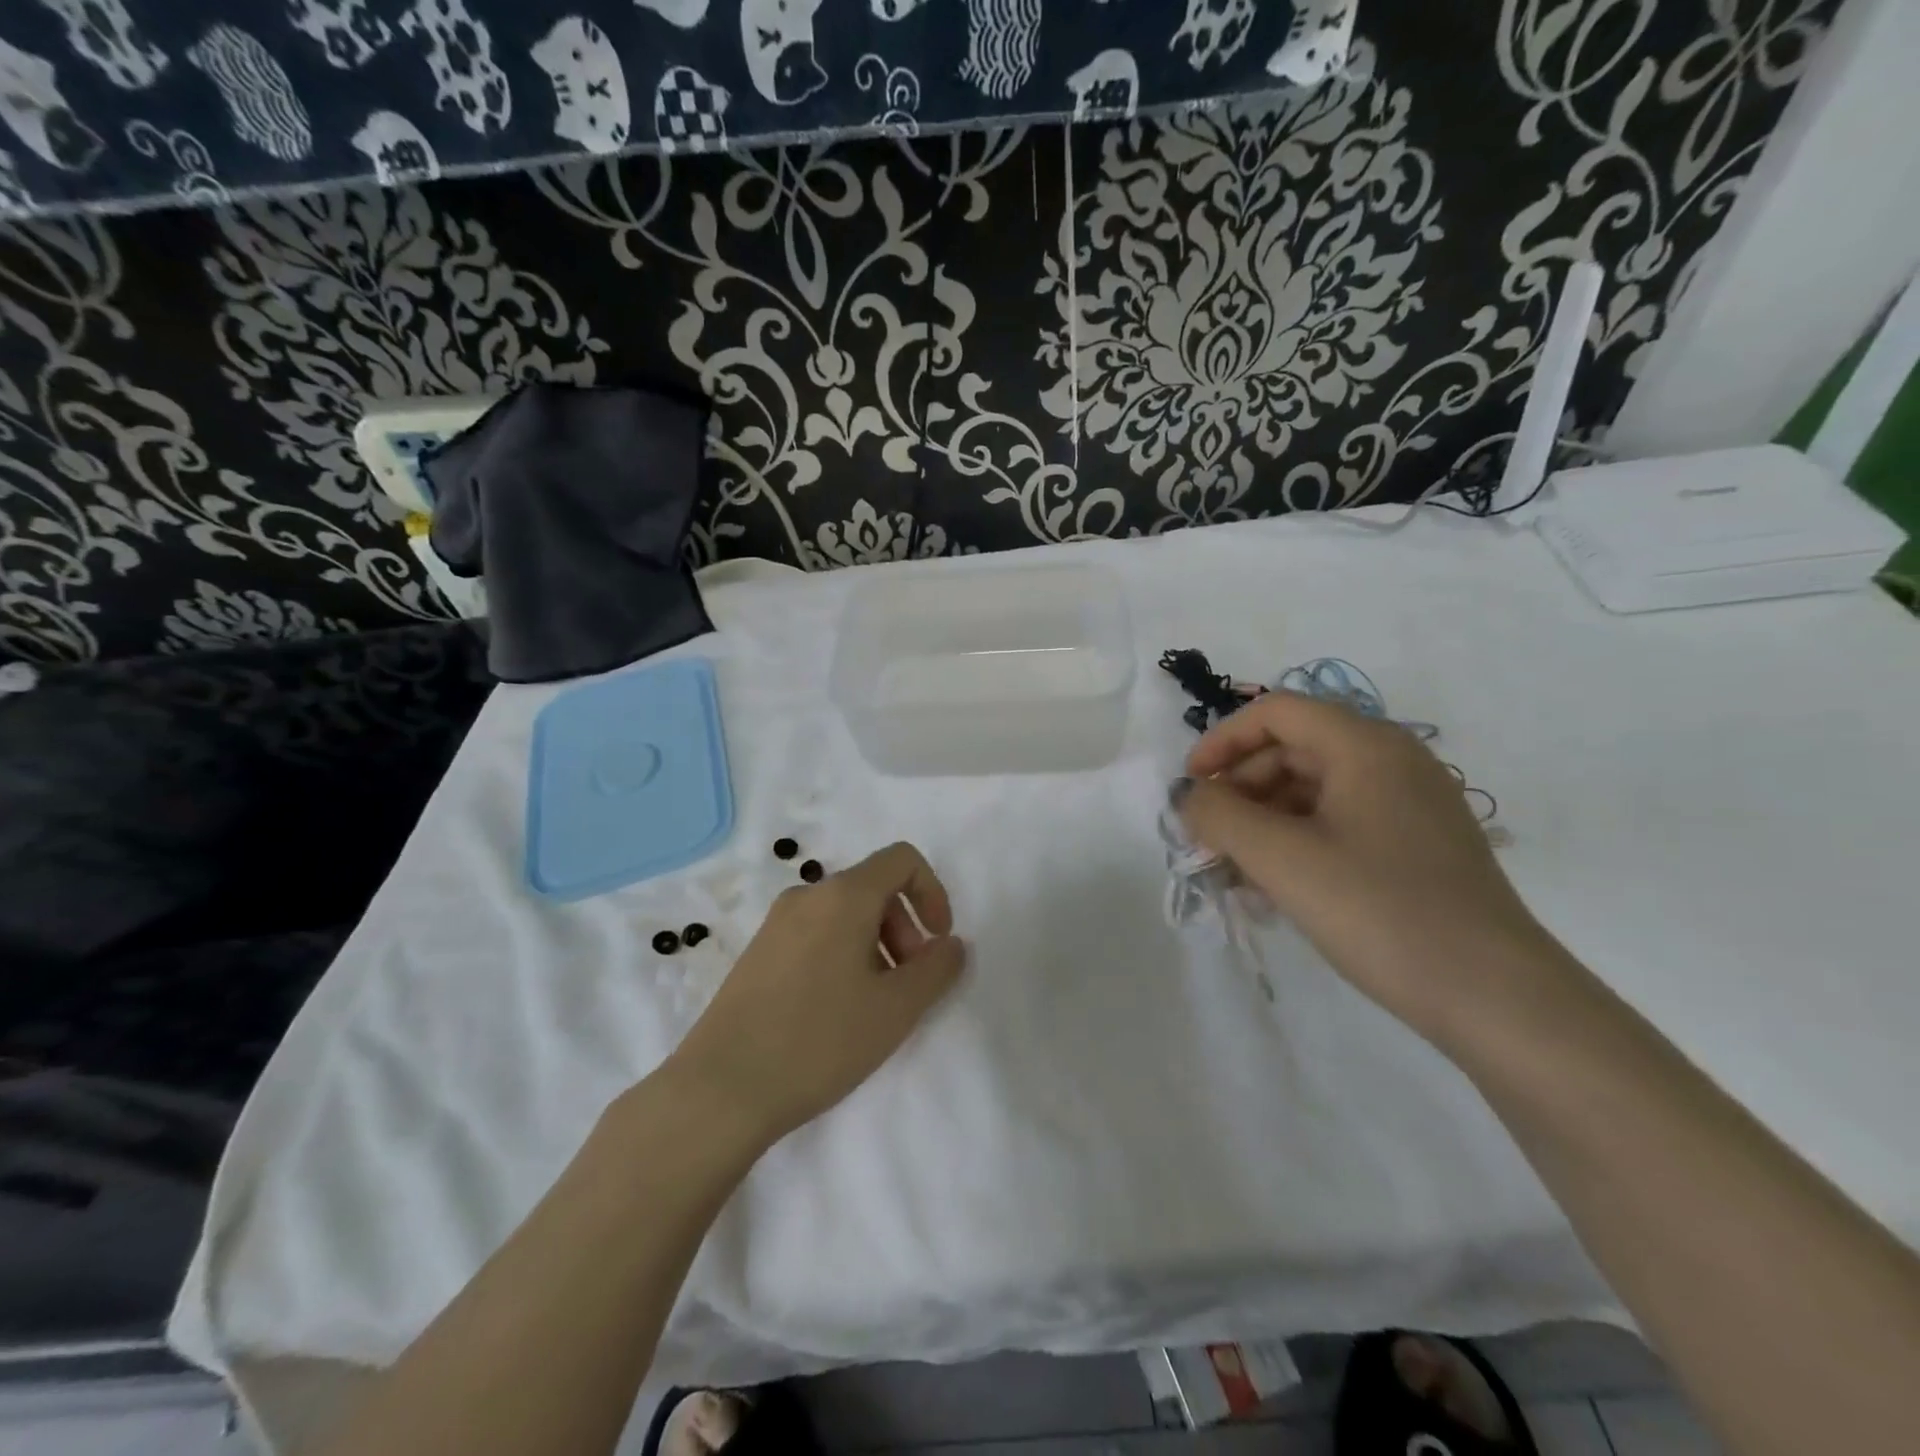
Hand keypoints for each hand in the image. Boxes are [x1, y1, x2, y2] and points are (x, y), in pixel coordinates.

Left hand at [666, 842, 965, 1146]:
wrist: (720, 1089)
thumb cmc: (819, 1040)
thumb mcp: (896, 1008)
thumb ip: (937, 969)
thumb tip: (950, 944)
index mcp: (843, 896)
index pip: (902, 859)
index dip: (933, 892)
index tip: (937, 942)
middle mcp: (807, 896)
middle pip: (873, 888)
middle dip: (905, 927)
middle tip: (909, 984)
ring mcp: (776, 923)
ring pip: (844, 915)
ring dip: (876, 945)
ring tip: (875, 1004)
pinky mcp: (758, 952)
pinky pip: (816, 934)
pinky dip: (843, 955)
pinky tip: (836, 1011)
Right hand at [1177, 691, 1559, 1039]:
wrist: (1496, 998)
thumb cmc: (1380, 911)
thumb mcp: (1282, 860)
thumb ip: (1220, 816)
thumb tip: (1189, 795)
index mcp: (1365, 746)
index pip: (1276, 712)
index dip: (1222, 741)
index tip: (1190, 786)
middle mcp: (1393, 760)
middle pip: (1294, 749)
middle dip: (1241, 788)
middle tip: (1209, 837)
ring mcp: (1412, 803)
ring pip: (1315, 790)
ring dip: (1265, 820)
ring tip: (1237, 870)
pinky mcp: (1419, 844)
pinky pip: (1341, 822)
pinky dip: (1299, 841)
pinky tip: (1278, 887)